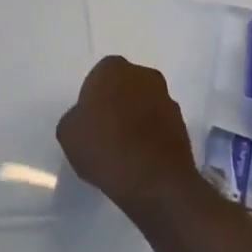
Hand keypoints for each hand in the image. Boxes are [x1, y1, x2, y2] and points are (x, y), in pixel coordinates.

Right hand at [55, 56, 199, 218]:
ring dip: (136, 120)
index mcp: (113, 69)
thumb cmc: (105, 148)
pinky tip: (140, 160)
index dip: (93, 97)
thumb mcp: (68, 133)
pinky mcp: (183, 126)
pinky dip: (151, 137)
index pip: (99, 75)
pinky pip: (159, 126)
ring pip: (144, 105)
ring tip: (124, 150)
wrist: (155, 182)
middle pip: (125, 87)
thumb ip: (75, 118)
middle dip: (117, 103)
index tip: (88, 120)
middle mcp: (144, 76)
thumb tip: (88, 121)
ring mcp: (167, 100)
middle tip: (105, 132)